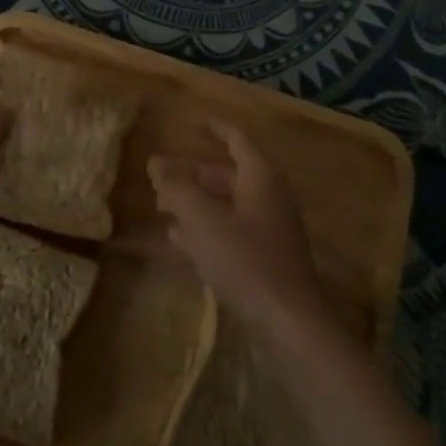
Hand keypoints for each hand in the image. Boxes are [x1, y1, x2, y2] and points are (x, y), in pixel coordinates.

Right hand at [148, 118, 328, 344]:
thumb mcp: (203, 219)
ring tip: (162, 205)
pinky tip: (178, 240)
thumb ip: (177, 188)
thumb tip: (156, 162)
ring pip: (227, 206)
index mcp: (261, 178)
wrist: (289, 324)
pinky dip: (205, 230)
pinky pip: (230, 233)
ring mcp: (269, 232)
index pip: (237, 140)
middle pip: (228, 175)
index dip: (215, 127)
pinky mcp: (265, 262)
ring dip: (196, 202)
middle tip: (160, 174)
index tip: (193, 120)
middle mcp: (269, 199)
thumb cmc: (246, 260)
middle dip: (193, 172)